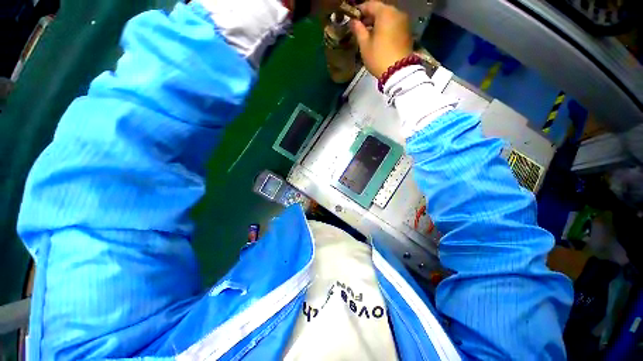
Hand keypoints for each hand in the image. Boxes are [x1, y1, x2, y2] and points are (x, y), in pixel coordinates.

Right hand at [350, 1, 412, 78]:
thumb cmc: (379, 57)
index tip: (352, 19)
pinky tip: (379, 39)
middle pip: (380, 10)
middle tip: (360, 29)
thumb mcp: (365, 45)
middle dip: (369, 18)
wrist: (398, 71)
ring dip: (378, 24)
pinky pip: (394, 25)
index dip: (359, 11)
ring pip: (388, 18)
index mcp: (385, 12)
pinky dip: (386, 28)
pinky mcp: (407, 32)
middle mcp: (397, 12)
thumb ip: (358, 30)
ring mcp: (404, 22)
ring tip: (369, 36)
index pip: (370, 5)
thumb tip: (353, 22)